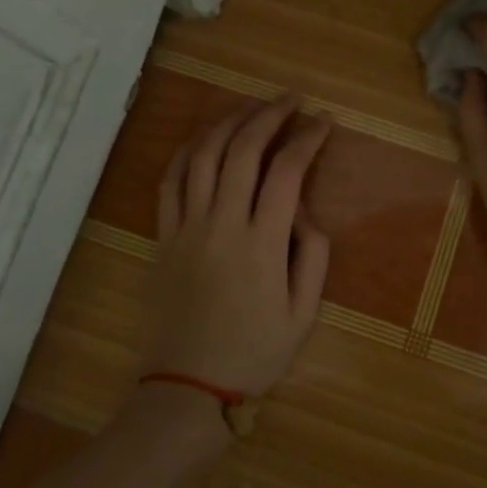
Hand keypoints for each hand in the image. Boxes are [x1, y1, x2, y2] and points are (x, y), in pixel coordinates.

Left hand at [143, 96, 332, 397]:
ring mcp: (186, 227)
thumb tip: (304, 210)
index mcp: (262, 243)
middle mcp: (222, 223)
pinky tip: (205, 138)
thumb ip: (313, 254)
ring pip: (203, 155)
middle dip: (269, 115)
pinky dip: (188, 150)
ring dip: (229, 122)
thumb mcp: (304, 313)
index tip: (324, 121)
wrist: (186, 388)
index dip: (307, 138)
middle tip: (290, 100)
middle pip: (243, 150)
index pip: (287, 171)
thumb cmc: (254, 352)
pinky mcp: (162, 236)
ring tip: (250, 107)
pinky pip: (170, 180)